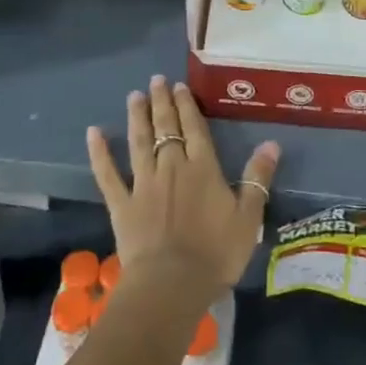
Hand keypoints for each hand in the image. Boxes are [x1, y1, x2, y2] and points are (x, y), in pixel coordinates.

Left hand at [87, 76, 280, 293]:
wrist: (172, 284)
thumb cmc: (216, 254)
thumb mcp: (249, 218)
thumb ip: (257, 178)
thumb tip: (272, 143)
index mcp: (202, 168)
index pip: (194, 128)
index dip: (187, 106)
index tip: (179, 86)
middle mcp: (171, 166)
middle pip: (165, 127)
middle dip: (161, 102)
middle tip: (156, 79)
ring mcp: (143, 183)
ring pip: (139, 141)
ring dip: (137, 116)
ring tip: (134, 95)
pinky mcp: (122, 204)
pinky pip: (108, 174)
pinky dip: (100, 153)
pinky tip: (93, 133)